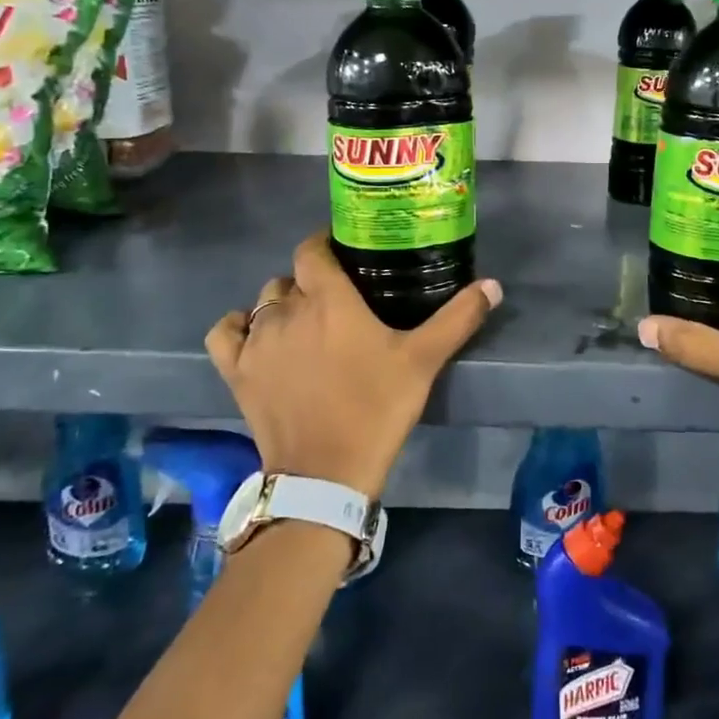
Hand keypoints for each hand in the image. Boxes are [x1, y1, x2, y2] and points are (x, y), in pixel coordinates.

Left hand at [206, 232, 501, 498]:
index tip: (345, 254)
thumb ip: (458, 318)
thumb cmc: (376, 409)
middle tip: (337, 300)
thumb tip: (493, 285)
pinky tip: (256, 336)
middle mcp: (286, 310)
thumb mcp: (423, 361)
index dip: (325, 245)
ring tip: (305, 323)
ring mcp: (256, 342)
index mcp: (328, 299)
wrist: (326, 473)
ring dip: (281, 304)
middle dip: (310, 281)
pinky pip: (225, 333)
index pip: (312, 250)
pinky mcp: (236, 372)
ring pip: (262, 302)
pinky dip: (238, 328)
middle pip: (290, 278)